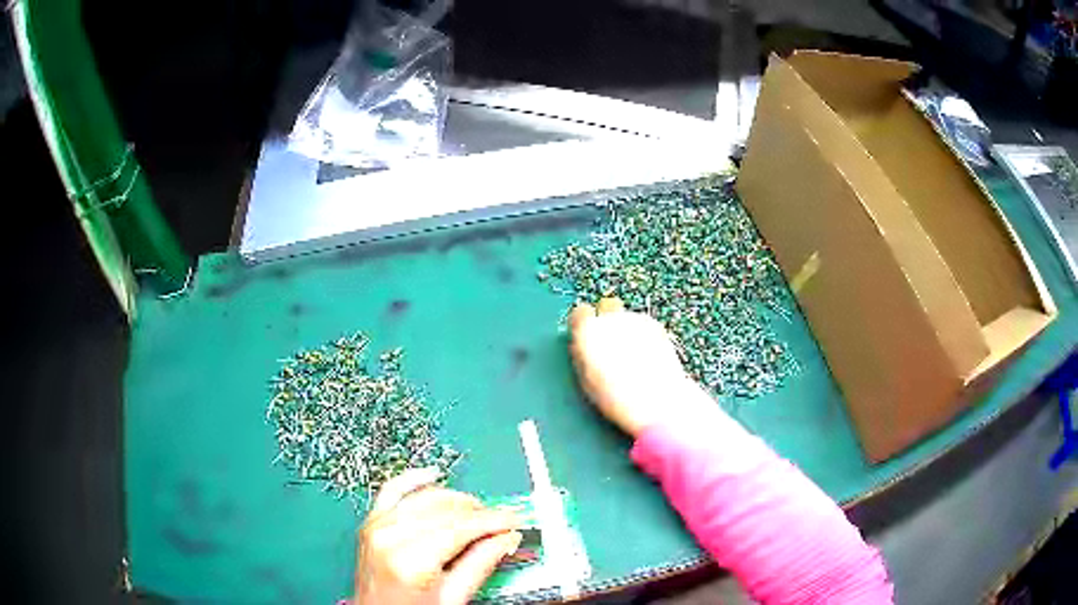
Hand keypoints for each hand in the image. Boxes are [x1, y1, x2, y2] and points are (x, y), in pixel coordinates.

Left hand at [355, 468, 521, 604]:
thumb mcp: (453, 598)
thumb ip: (480, 564)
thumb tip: (506, 538)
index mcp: (410, 561)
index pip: (460, 527)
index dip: (492, 521)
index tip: (514, 520)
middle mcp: (389, 536)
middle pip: (445, 510)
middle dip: (479, 513)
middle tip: (502, 522)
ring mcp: (376, 526)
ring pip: (425, 497)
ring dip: (456, 500)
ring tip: (478, 511)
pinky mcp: (370, 522)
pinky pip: (392, 489)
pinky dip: (414, 479)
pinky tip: (434, 475)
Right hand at [568, 297, 716, 436]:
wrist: (656, 401)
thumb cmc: (616, 398)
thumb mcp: (587, 380)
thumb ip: (582, 356)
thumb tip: (582, 346)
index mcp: (588, 332)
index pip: (579, 312)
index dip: (583, 324)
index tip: (586, 336)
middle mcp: (611, 318)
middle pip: (606, 306)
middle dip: (607, 319)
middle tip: (611, 343)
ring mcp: (635, 319)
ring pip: (627, 316)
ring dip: (627, 329)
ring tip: (634, 356)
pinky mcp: (656, 325)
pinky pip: (644, 324)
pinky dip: (644, 334)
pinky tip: (649, 356)